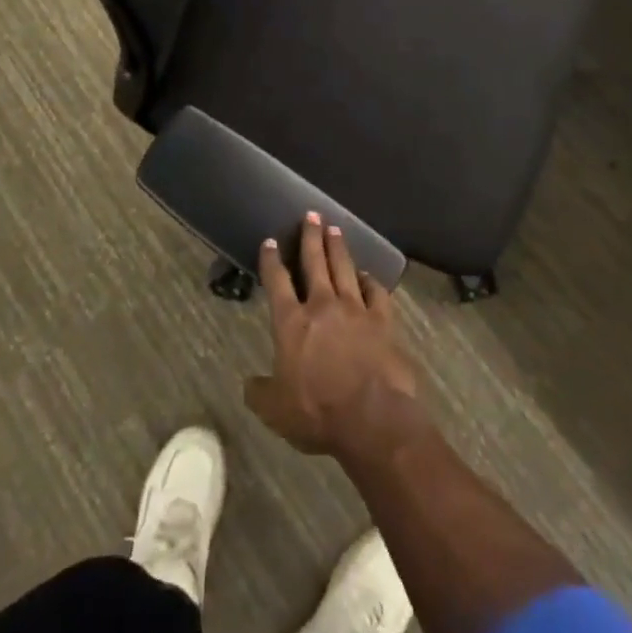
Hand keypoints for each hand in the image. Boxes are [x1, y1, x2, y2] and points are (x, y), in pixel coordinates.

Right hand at [245, 214, 424, 463]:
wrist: (372, 418)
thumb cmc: (317, 413)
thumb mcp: (275, 410)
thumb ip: (260, 392)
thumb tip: (249, 383)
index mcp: (291, 323)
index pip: (277, 282)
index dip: (272, 260)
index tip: (271, 241)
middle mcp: (322, 306)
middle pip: (315, 262)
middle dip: (311, 236)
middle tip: (311, 214)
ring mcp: (356, 310)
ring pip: (344, 268)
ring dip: (338, 247)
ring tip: (335, 228)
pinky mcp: (383, 321)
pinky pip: (376, 292)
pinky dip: (370, 280)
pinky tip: (367, 275)